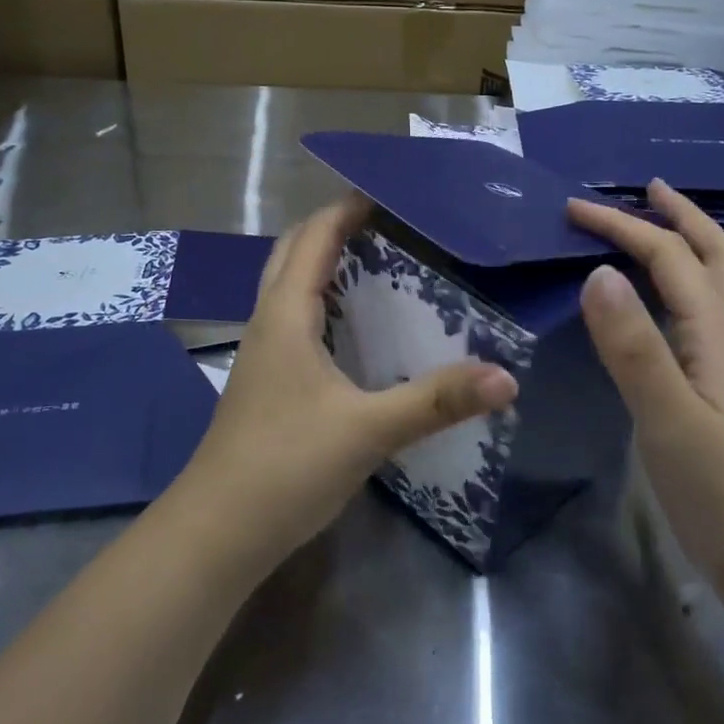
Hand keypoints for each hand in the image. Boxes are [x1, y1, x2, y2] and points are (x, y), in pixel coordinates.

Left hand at [175, 194, 518, 570]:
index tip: (391, 190)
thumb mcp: (367, 430)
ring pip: (290, 288)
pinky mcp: (266, 383)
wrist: (217, 533)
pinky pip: (294, 321)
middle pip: (293, 253)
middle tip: (389, 224)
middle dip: (334, 228)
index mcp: (285, 315)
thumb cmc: (285, 466)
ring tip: (380, 263)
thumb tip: (506, 377)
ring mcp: (262, 355)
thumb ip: (435, 401)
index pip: (314, 237)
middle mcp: (268, 323)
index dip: (347, 208)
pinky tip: (356, 330)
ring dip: (325, 264)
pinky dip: (323, 303)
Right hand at [567, 180, 723, 608]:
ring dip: (693, 245)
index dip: (623, 227)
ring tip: (659, 228)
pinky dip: (687, 285)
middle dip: (683, 216)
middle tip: (646, 189)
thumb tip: (597, 272)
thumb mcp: (668, 420)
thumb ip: (633, 347)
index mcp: (719, 336)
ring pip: (722, 285)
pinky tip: (667, 306)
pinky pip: (708, 316)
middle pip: (720, 257)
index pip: (670, 258)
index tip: (574, 208)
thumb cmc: (723, 497)